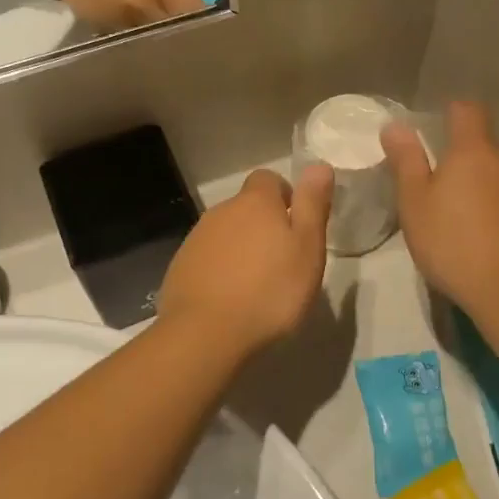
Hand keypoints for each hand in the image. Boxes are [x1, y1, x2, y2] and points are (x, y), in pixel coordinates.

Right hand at [38, 0, 224, 29]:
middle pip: (170, 29)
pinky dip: (124, 21)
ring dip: (150, 24)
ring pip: (144, 32)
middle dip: (177, 23)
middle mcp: (141, 6)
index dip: (203, 17)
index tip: (205, 11)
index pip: (194, 15)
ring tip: (146, 6)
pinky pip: (117, 29)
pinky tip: (120, 1)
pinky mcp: (93, 20)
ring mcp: (115, 16)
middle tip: (176, 10)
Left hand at [158, 166, 334, 358]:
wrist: (206, 333)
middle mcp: (221, 211)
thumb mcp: (308, 248)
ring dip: (241, 249)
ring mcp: (196, 239)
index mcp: (255, 203)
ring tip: (257, 285)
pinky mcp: (180, 267)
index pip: (268, 179)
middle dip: (263, 226)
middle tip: (282, 261)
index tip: (296, 227)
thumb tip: (318, 164)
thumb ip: (312, 204)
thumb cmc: (270, 291)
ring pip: (226, 233)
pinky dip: (220, 270)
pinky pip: (207, 259)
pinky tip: (230, 299)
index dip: (284, 197)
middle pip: (246, 207)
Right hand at [381, 102, 498, 320]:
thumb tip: (395, 125)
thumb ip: (406, 162)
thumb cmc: (453, 243)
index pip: (467, 111)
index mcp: (474, 151)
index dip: (452, 113)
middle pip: (486, 146)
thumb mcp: (416, 204)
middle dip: (466, 159)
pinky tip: (491, 237)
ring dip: (486, 185)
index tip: (437, 129)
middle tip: (442, 190)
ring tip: (466, 218)